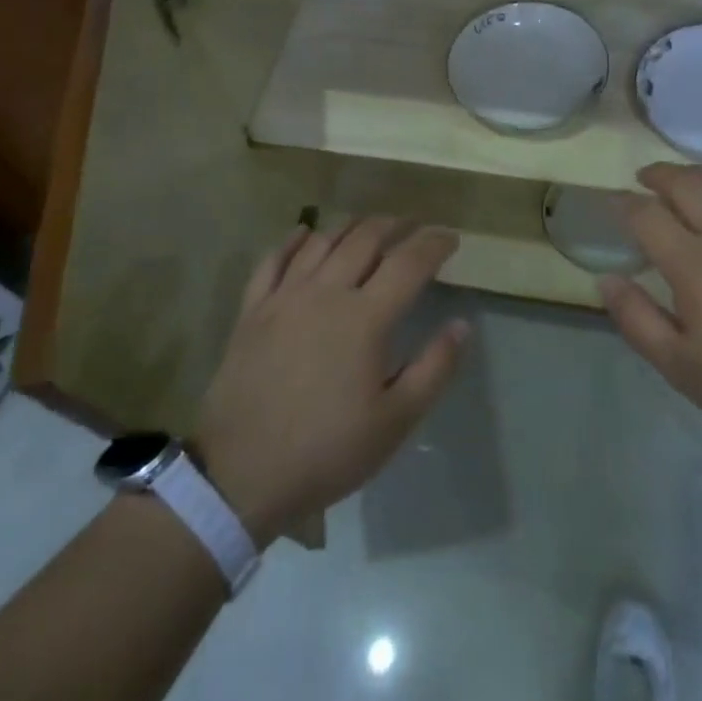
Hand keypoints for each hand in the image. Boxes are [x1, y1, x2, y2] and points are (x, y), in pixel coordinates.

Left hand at [193, 218, 467, 547]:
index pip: (409, 262)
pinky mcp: (252, 311)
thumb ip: (434, 368)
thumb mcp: (396, 421)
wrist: (240, 475)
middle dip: (395, 225)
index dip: (434, 243)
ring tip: (369, 226)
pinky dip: (293, 240)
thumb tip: (462, 324)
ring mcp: (284, 298)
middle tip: (413, 226)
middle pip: (365, 239)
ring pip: (322, 242)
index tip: (450, 237)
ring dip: (351, 226)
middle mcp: (326, 293)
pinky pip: (273, 260)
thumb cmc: (327, 450)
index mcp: (366, 318)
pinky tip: (304, 233)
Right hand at [601, 164, 701, 457]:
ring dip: (698, 173)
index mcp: (695, 264)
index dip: (624, 204)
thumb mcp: (682, 368)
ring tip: (685, 179)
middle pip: (686, 184)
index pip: (647, 215)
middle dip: (658, 175)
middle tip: (645, 179)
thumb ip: (638, 320)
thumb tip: (606, 279)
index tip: (613, 203)